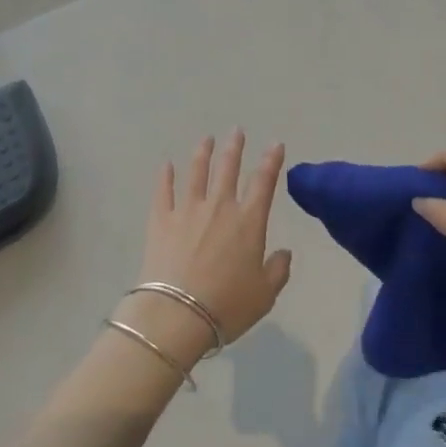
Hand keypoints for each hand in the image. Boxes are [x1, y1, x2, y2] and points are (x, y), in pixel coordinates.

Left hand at [116, 131, 292, 370]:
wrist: (178, 315)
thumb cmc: (228, 306)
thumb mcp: (265, 295)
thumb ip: (278, 270)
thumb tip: (284, 253)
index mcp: (248, 222)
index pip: (263, 182)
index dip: (271, 161)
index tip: (275, 144)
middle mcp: (220, 207)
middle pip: (228, 169)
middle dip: (234, 148)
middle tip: (236, 131)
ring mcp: (188, 210)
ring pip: (197, 172)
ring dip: (203, 153)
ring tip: (206, 139)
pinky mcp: (161, 220)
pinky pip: (163, 191)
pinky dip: (165, 176)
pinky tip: (166, 165)